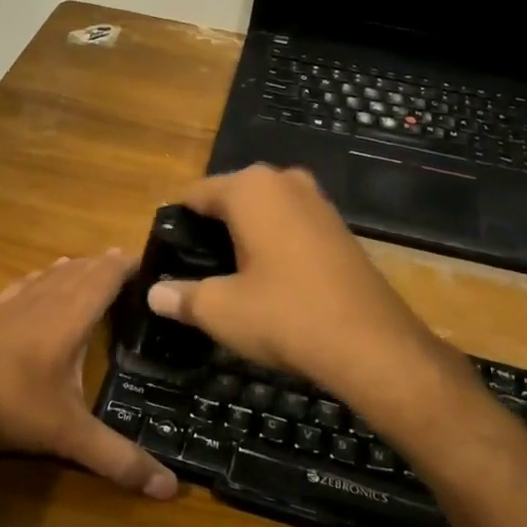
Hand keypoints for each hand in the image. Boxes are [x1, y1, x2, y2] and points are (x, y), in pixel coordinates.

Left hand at [0, 251, 177, 499]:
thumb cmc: (12, 407)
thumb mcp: (70, 436)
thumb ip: (119, 458)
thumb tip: (170, 488)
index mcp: (71, 317)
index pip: (106, 277)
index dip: (129, 265)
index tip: (152, 262)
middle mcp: (46, 299)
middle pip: (83, 269)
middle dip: (107, 265)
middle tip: (131, 268)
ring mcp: (14, 301)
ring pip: (54, 273)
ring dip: (78, 267)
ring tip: (95, 266)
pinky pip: (27, 282)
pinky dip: (44, 275)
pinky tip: (43, 276)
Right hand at [145, 165, 451, 431]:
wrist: (372, 344)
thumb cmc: (285, 315)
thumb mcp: (221, 310)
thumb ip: (182, 296)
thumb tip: (154, 294)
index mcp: (250, 188)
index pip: (196, 194)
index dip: (178, 224)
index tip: (168, 256)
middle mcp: (285, 181)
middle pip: (231, 199)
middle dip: (212, 230)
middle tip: (197, 270)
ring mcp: (318, 201)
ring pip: (264, 212)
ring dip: (245, 237)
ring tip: (230, 277)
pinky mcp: (340, 227)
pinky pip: (292, 225)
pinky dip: (275, 244)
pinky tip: (271, 281)